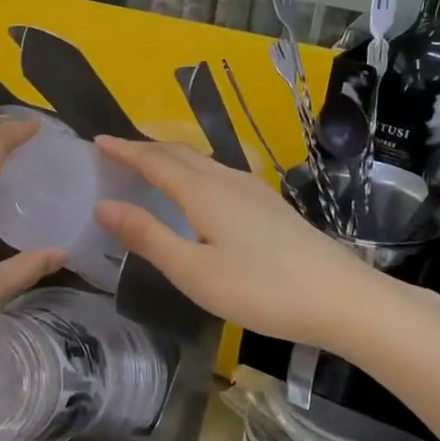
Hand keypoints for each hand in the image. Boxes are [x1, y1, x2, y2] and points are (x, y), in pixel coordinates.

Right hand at [93, 137, 384, 348]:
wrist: (342, 299)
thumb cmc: (261, 289)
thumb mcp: (193, 271)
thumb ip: (148, 237)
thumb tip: (103, 206)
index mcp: (204, 192)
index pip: (154, 161)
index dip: (124, 150)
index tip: (96, 140)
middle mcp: (228, 181)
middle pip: (179, 154)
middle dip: (144, 148)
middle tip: (116, 151)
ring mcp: (254, 191)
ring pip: (202, 162)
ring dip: (170, 158)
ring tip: (149, 165)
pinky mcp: (271, 206)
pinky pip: (219, 174)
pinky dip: (193, 171)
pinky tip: (199, 191)